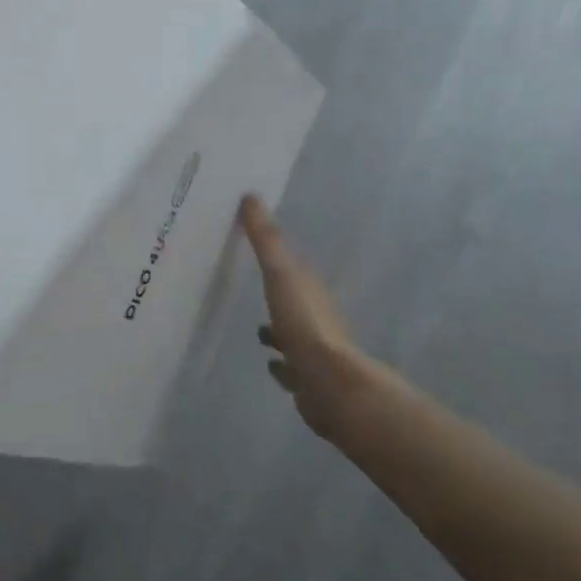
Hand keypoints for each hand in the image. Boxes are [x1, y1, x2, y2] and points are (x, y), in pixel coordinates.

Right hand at [240, 197, 359, 438]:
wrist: (330, 385)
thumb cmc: (304, 324)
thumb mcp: (280, 274)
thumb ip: (265, 238)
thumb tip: (250, 195)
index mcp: (309, 289)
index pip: (292, 267)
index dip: (275, 258)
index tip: (256, 252)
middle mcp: (315, 317)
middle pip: (293, 301)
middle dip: (278, 297)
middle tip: (252, 289)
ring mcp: (314, 350)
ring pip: (292, 335)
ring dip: (278, 332)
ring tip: (257, 330)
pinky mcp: (308, 380)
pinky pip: (291, 367)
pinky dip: (281, 364)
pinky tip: (270, 363)